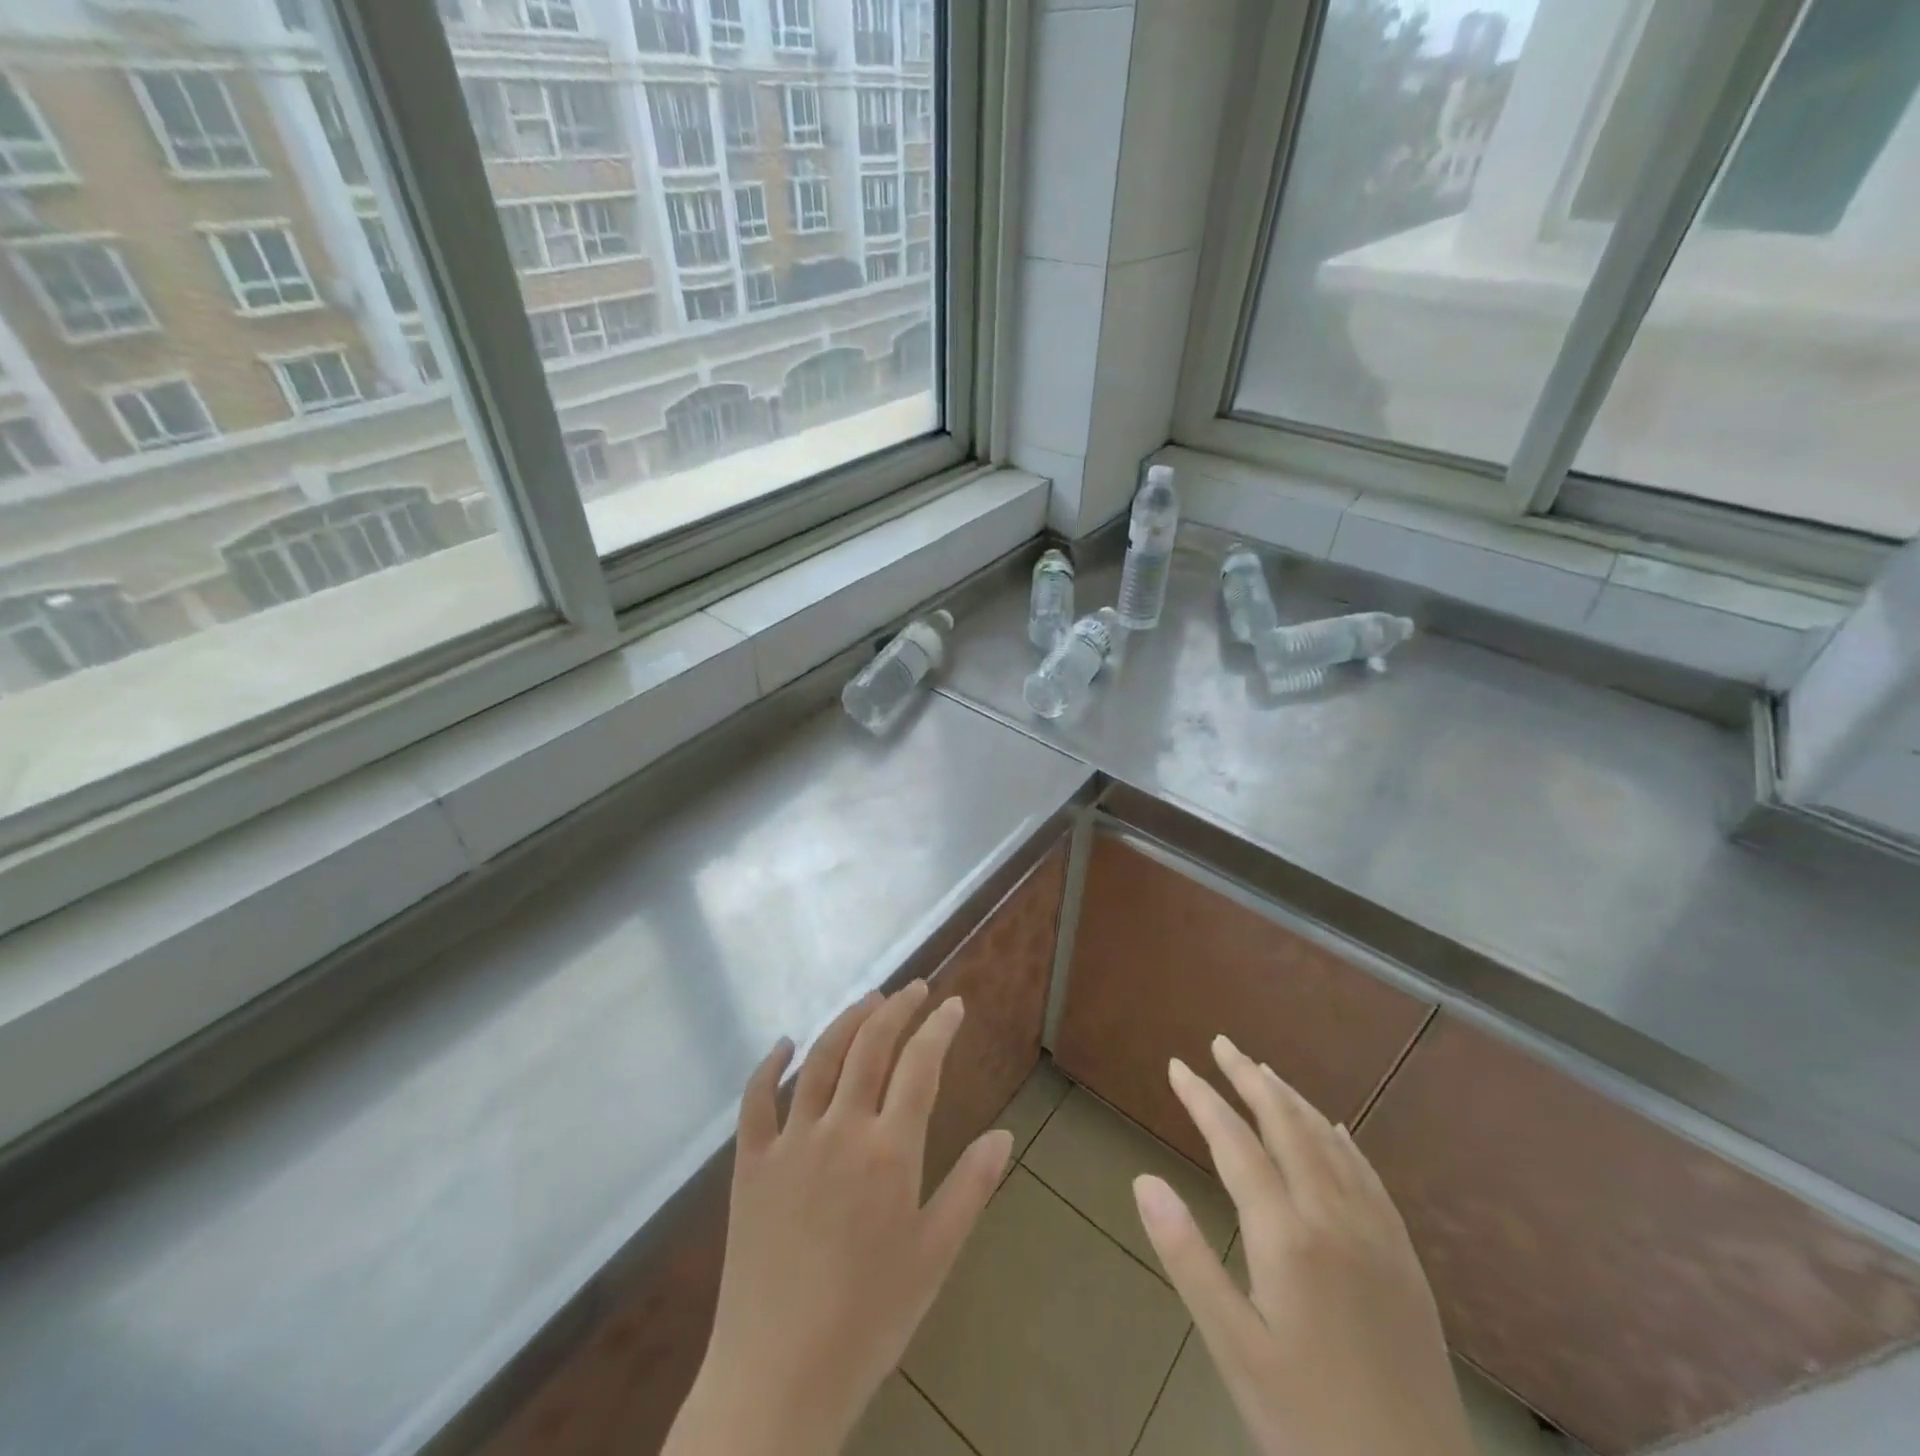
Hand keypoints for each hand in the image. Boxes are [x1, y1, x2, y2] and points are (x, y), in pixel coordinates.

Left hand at [663, 983, 1012, 1455]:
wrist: (777, 1378)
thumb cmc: (869, 1320)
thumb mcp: (935, 1257)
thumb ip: (971, 1188)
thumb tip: (1005, 1134)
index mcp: (889, 1152)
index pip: (920, 1065)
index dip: (939, 1027)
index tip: (953, 1004)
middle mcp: (840, 1130)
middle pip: (871, 1045)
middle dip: (898, 1008)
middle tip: (915, 990)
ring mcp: (790, 1141)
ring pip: (821, 1058)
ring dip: (848, 1021)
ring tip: (870, 1001)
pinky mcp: (750, 1162)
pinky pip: (756, 1099)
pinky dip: (770, 1064)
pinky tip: (784, 1045)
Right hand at [1132, 1036, 1475, 1455]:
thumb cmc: (1308, 1423)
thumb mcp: (1233, 1348)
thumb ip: (1187, 1257)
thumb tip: (1143, 1179)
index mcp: (1287, 1236)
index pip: (1235, 1143)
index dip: (1203, 1099)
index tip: (1176, 1066)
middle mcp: (1334, 1217)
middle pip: (1286, 1126)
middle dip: (1249, 1079)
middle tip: (1221, 1044)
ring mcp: (1377, 1236)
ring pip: (1329, 1143)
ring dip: (1292, 1100)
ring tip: (1264, 1072)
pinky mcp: (1405, 1261)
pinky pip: (1370, 1177)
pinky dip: (1343, 1141)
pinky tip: (1335, 1130)